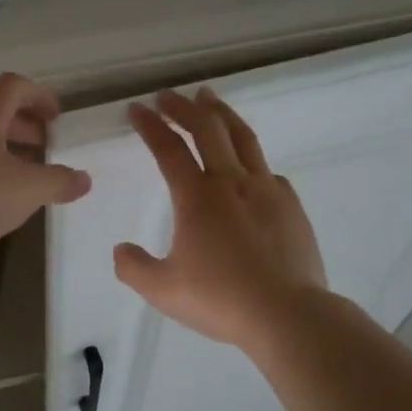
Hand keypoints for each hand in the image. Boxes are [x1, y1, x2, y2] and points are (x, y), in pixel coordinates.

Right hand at [114, 88, 326, 348]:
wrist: (287, 314)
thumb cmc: (221, 300)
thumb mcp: (163, 290)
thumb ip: (134, 268)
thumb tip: (121, 250)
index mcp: (197, 198)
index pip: (169, 149)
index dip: (150, 126)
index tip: (138, 109)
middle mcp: (231, 182)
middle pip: (207, 129)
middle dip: (184, 108)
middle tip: (168, 96)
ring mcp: (266, 190)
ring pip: (242, 138)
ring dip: (221, 114)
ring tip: (209, 99)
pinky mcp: (291, 205)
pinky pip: (267, 170)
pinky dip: (250, 157)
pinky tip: (249, 165)